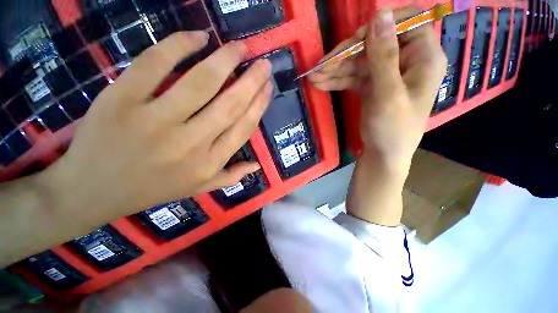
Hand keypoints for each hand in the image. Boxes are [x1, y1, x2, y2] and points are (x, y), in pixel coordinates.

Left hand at [39, 31, 272, 221]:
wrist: (91, 192)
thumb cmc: (151, 190)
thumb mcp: (197, 189)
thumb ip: (230, 177)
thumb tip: (256, 166)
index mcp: (208, 163)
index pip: (243, 128)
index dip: (259, 105)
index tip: (268, 87)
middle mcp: (190, 143)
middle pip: (230, 105)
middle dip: (252, 81)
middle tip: (264, 63)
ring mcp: (155, 121)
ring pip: (201, 83)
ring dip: (226, 60)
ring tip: (240, 47)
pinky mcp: (121, 100)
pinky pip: (154, 64)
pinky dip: (178, 45)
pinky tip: (198, 37)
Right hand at [311, 7, 446, 169]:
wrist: (383, 154)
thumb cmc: (392, 129)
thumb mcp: (388, 94)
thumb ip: (384, 56)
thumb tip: (379, 14)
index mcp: (423, 57)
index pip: (406, 23)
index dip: (380, 26)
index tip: (356, 41)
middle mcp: (406, 60)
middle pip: (374, 44)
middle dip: (346, 55)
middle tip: (321, 66)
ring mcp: (386, 73)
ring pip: (359, 62)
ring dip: (335, 70)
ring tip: (314, 77)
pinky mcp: (372, 85)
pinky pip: (353, 77)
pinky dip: (337, 80)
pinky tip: (320, 84)